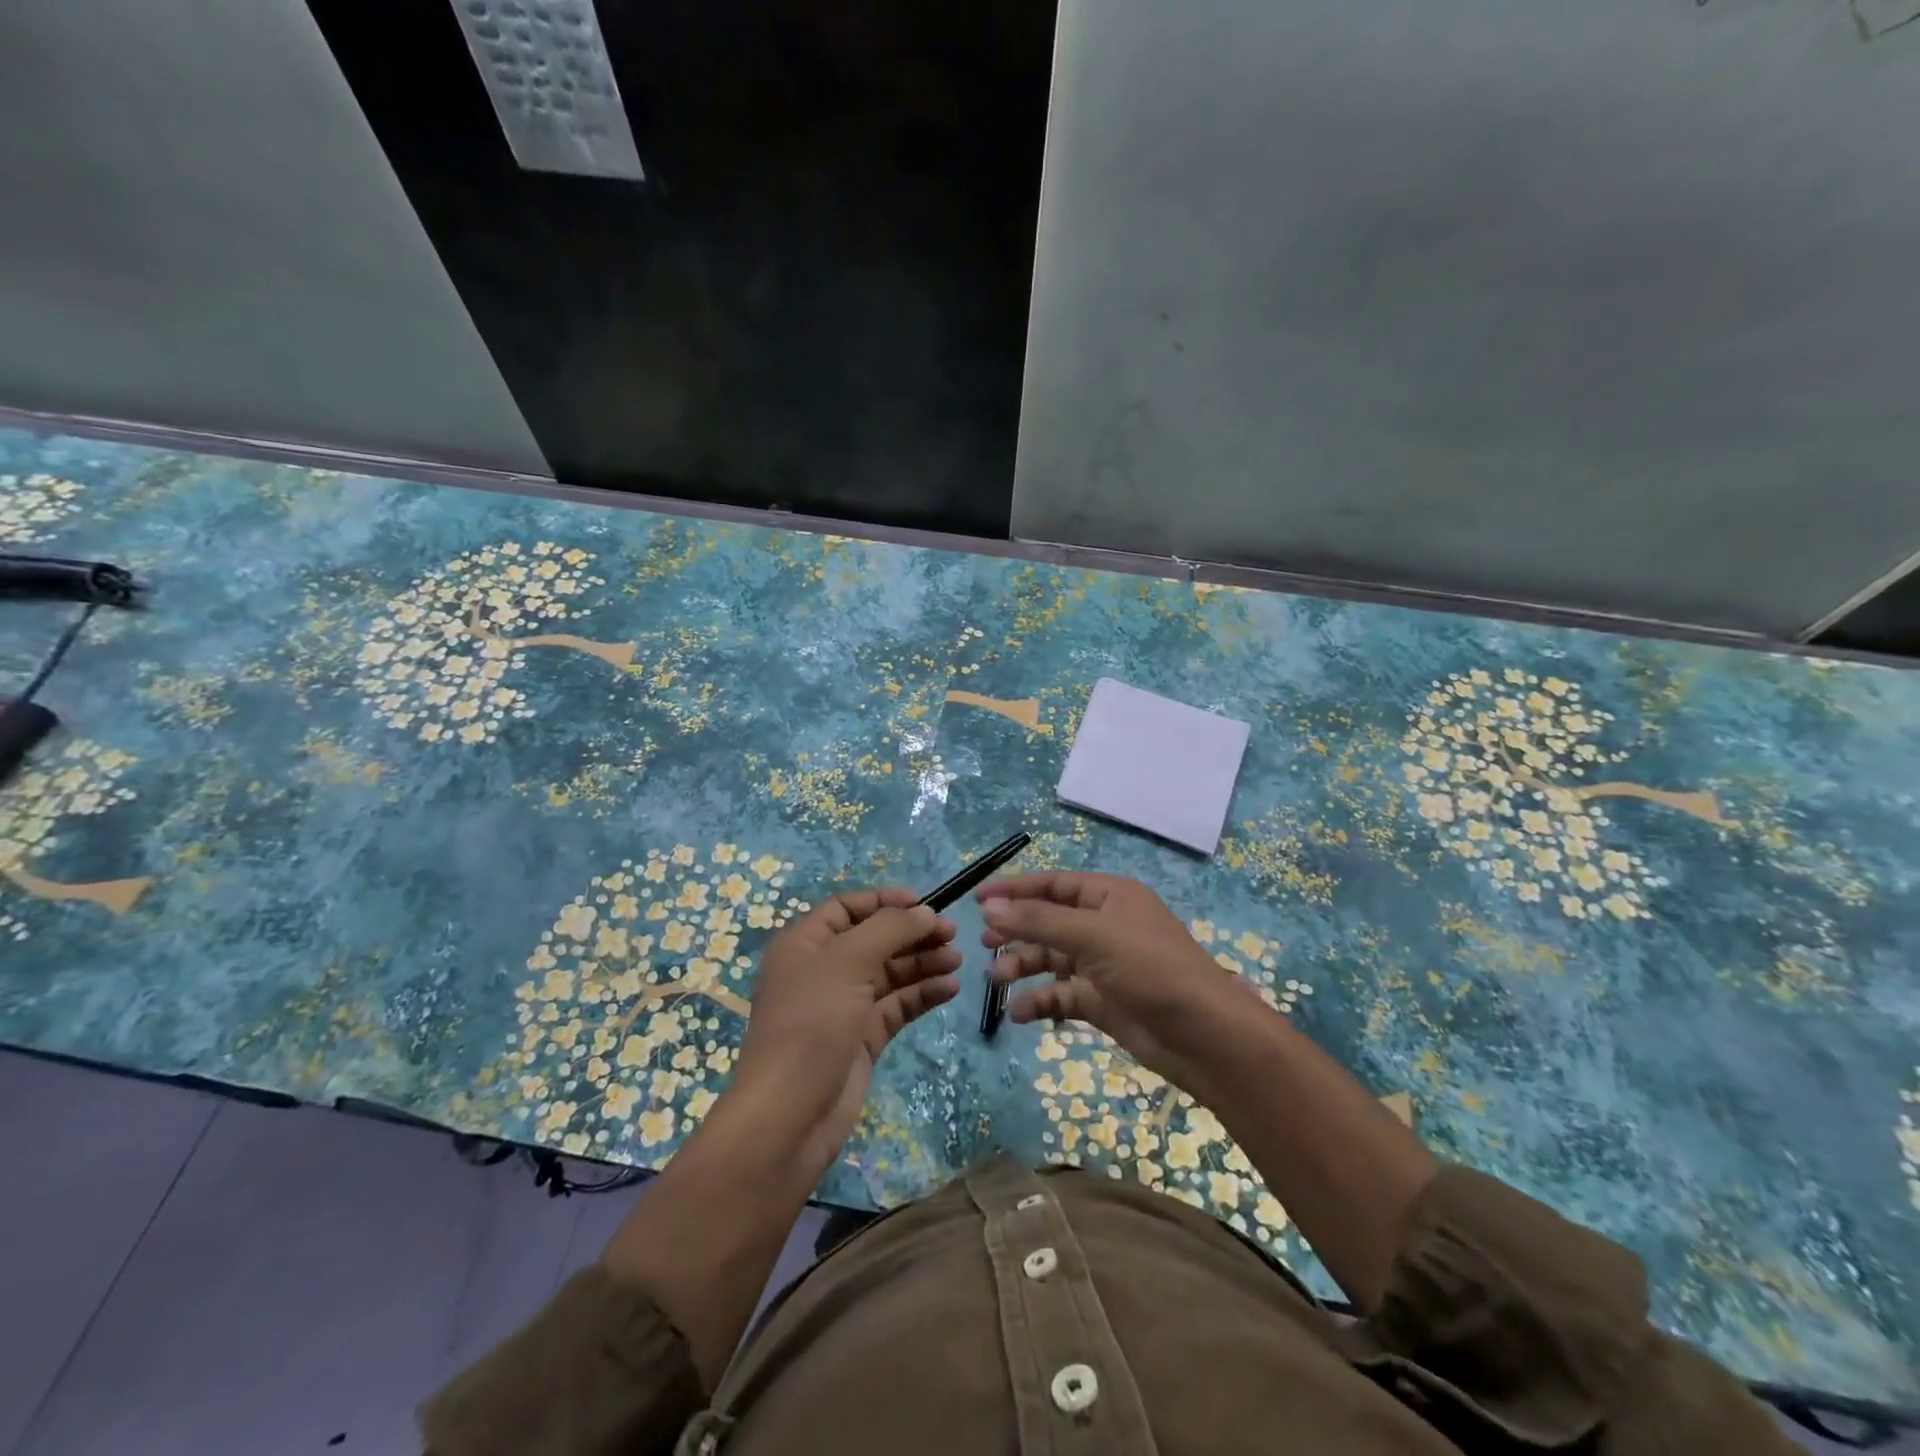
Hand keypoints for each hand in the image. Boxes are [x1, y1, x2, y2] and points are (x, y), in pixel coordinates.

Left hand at [733, 888, 959, 1176]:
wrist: (790, 1115)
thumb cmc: (811, 1023)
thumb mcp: (848, 962)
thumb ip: (890, 929)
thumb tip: (926, 912)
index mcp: (803, 944)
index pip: (847, 908)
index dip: (884, 902)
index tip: (924, 904)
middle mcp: (822, 970)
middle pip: (873, 939)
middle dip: (911, 934)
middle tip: (952, 934)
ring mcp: (842, 1006)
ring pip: (889, 974)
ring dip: (922, 963)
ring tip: (957, 961)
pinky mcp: (861, 1039)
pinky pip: (896, 1006)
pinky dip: (921, 994)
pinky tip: (949, 988)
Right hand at [978, 872, 1260, 1083]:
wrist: (1204, 1036)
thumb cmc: (1151, 968)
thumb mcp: (1093, 936)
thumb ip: (1039, 921)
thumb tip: (990, 907)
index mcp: (1109, 897)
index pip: (1053, 884)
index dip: (1016, 890)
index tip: (978, 900)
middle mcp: (1105, 925)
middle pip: (1049, 921)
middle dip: (1017, 931)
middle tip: (984, 943)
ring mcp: (1104, 965)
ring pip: (1052, 959)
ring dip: (1024, 966)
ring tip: (996, 980)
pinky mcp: (1103, 1001)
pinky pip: (1062, 995)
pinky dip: (1041, 1002)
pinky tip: (1020, 1013)